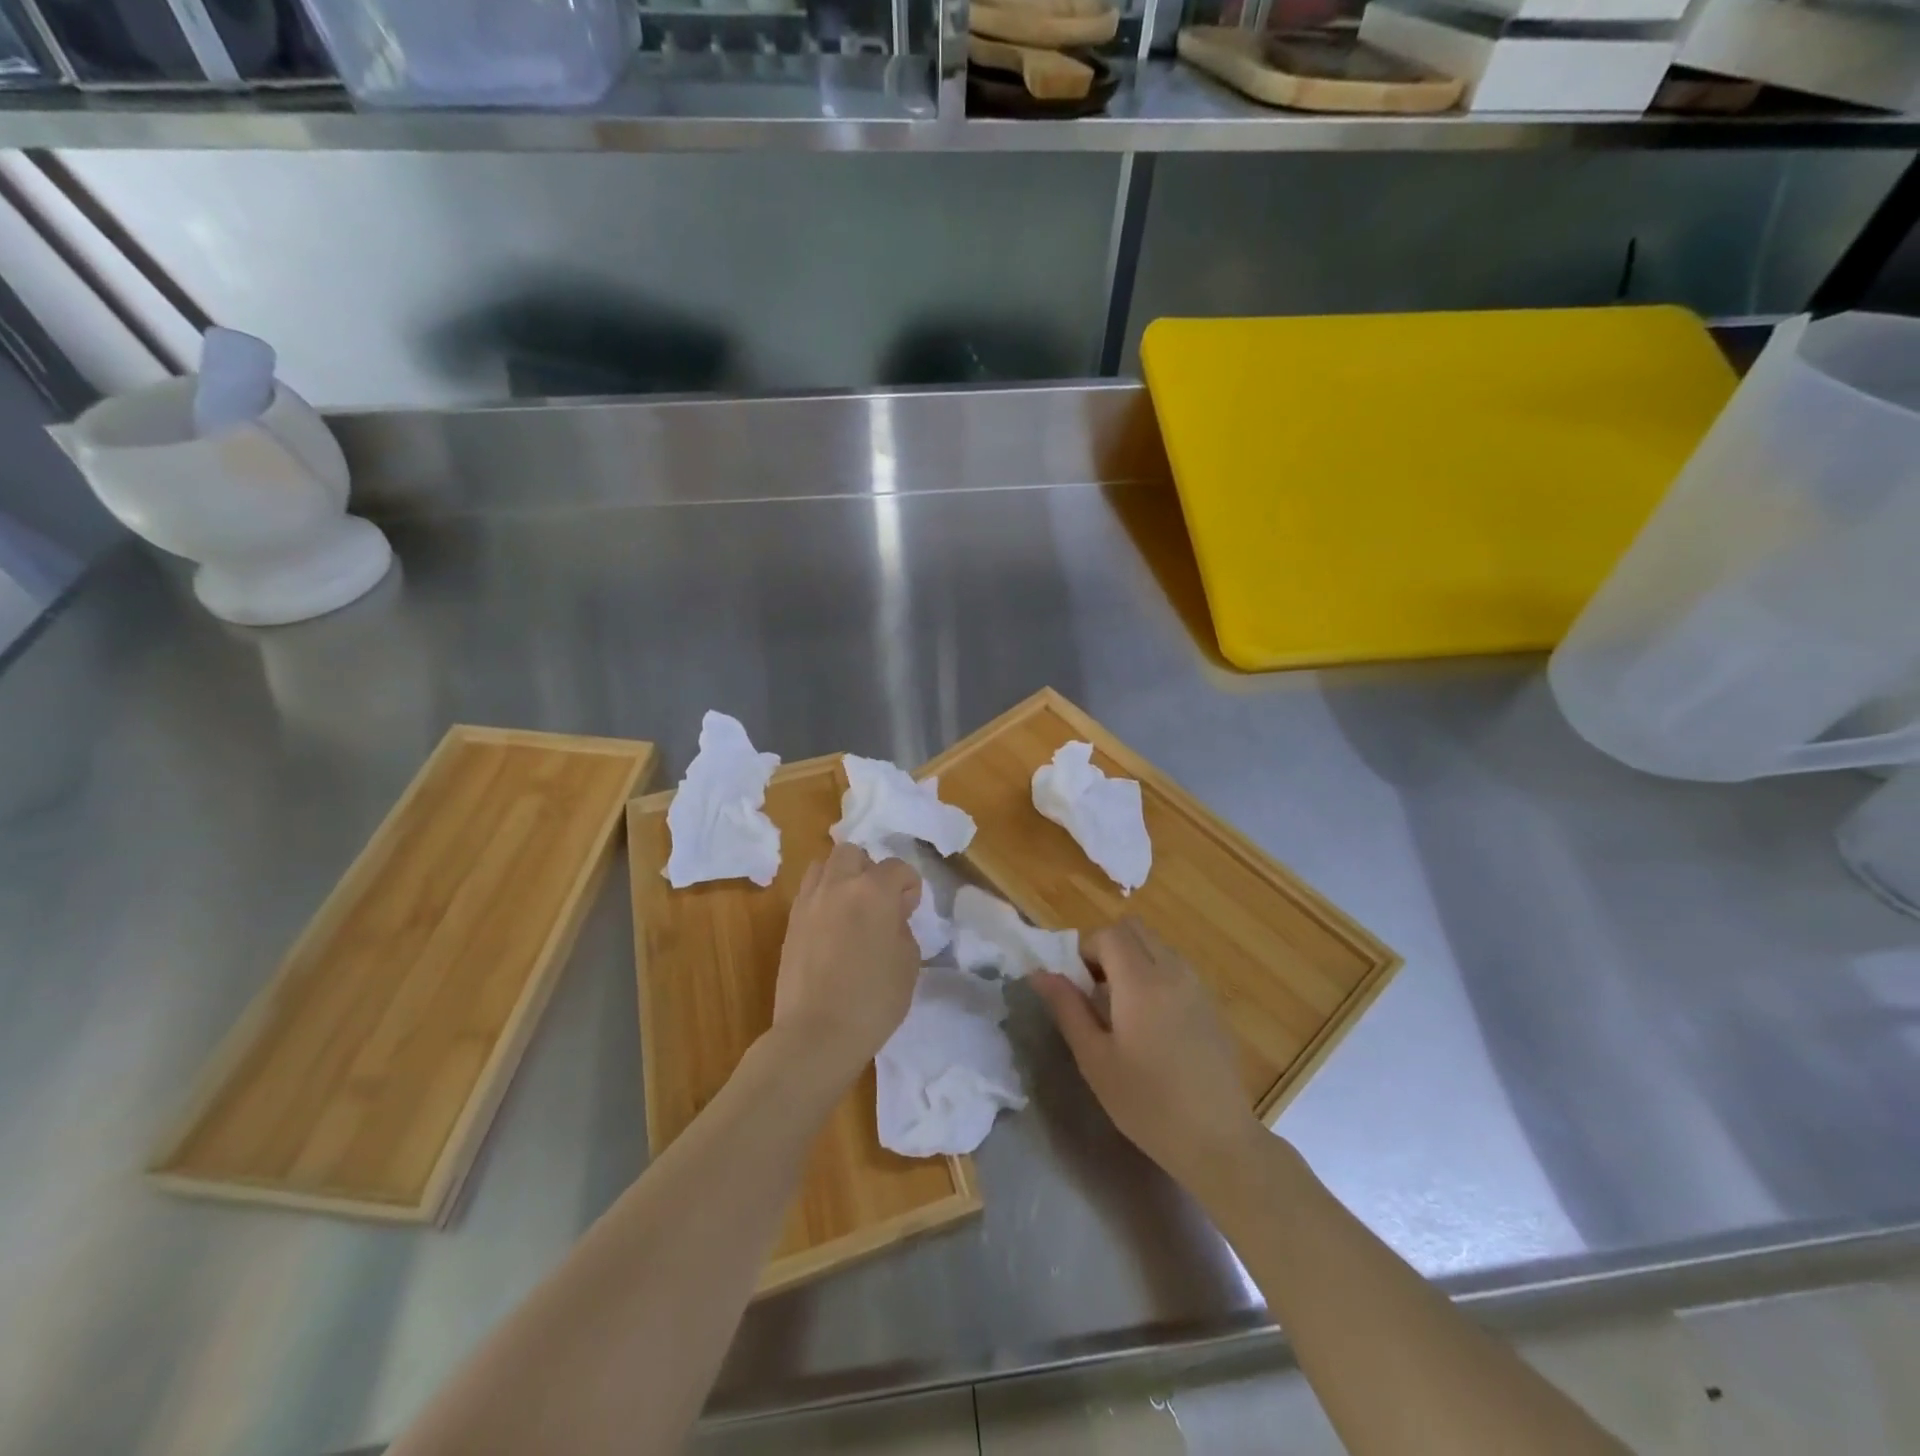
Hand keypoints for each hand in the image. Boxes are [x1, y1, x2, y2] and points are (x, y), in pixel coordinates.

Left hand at [769, 844, 921, 1084]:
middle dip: (869, 869)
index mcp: (873, 890)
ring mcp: (809, 902)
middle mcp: (838, 885)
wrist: (817, 1034)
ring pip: (823, 865)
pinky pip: (808, 892)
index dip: (909, 886)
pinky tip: (831, 926)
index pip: (897, 867)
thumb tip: (891, 917)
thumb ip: (902, 927)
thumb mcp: (908, 963)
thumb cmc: (873, 1000)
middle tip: (878, 900)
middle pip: (853, 853)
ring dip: (841, 877)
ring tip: (851, 907)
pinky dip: (822, 897)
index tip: (910, 909)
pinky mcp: (790, 923)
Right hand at [1032, 917, 1263, 1187]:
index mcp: (1141, 982)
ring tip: (1123, 1007)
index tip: (1079, 985)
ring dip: (1134, 959)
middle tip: (1098, 989)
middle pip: (1135, 929)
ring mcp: (1197, 986)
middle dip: (1110, 947)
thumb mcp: (1095, 1059)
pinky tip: (1153, 1023)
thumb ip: (1067, 1008)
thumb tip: (1040, 972)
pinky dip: (1157, 974)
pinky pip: (1177, 967)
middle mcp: (1173, 971)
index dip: (1086, 950)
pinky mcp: (1212, 1004)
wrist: (1217, 1140)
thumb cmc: (1147, 1103)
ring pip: (1158, 945)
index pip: (1108, 934)